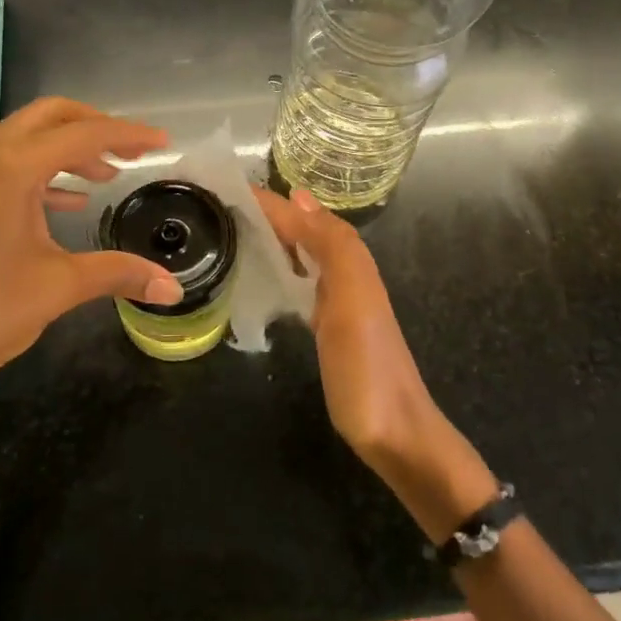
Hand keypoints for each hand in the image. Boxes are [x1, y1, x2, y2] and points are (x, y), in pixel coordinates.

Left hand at [0, 98, 181, 410]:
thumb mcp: (57, 288)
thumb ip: (118, 274)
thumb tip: (173, 287)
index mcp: (9, 168)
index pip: (82, 135)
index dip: (127, 135)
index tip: (163, 143)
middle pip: (48, 117)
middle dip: (94, 126)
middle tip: (133, 149)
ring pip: (24, 138)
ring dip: (66, 149)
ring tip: (106, 175)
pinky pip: (4, 163)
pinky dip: (40, 171)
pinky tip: (66, 201)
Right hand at [255, 187, 495, 536]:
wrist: (394, 432)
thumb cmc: (366, 367)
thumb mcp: (351, 300)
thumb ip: (332, 247)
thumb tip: (298, 198)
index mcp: (351, 262)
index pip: (305, 218)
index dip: (272, 203)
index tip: (228, 188)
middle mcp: (346, 274)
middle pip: (307, 230)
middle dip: (273, 212)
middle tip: (225, 203)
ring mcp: (339, 302)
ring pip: (305, 254)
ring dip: (278, 236)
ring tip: (239, 227)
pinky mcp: (328, 327)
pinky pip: (303, 281)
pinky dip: (283, 267)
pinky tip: (266, 274)